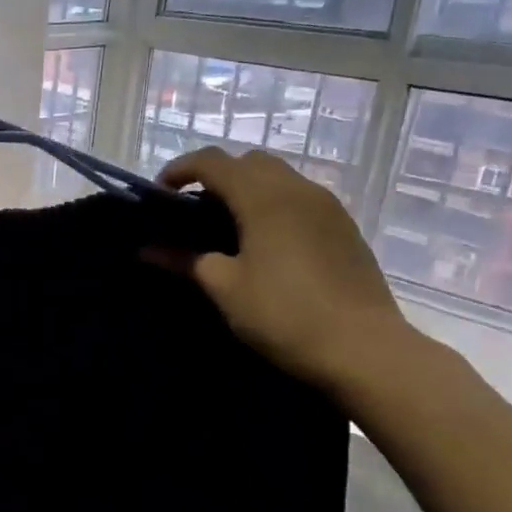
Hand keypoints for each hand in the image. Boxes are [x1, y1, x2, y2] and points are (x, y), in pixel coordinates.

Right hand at [155, 147, 414, 393]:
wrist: (364, 349)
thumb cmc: (284, 314)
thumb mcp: (225, 288)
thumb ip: (185, 260)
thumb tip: (147, 249)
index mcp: (263, 197)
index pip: (213, 161)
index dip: (180, 169)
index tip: (158, 194)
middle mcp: (297, 189)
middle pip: (248, 162)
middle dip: (216, 176)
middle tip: (192, 211)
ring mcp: (327, 206)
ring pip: (278, 177)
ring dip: (247, 189)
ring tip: (227, 228)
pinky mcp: (344, 227)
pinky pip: (300, 198)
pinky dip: (273, 205)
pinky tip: (265, 243)